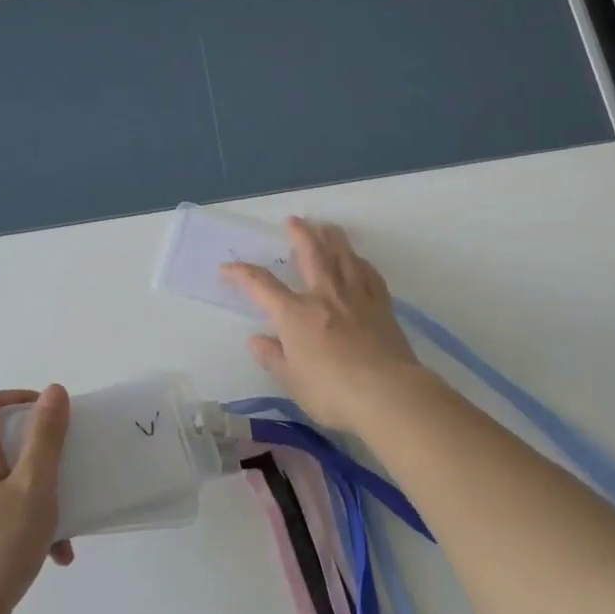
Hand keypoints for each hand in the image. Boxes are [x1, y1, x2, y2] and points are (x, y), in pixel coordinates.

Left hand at [0, 387, 74, 613]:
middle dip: (44, 449)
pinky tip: (59, 554)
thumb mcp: (34, 484)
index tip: (56, 413)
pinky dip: (36, 525)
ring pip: (14, 481)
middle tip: (72, 459)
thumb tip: (53, 390)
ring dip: (45, 493)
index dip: (22, 398)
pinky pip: (11, 514)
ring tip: (71, 517)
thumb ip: (46, 436)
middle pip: (6, 441)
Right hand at [222, 217, 426, 432]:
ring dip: (332, 237)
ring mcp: (356, 297)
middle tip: (293, 220)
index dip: (241, 274)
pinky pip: (369, 274)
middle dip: (299, 234)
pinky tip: (359, 260)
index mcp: (296, 314)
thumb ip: (273, 357)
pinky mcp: (382, 306)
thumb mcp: (293, 381)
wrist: (387, 393)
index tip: (226, 268)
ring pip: (343, 256)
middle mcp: (325, 296)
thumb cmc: (332, 392)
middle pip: (311, 253)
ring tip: (327, 226)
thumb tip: (256, 340)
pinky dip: (360, 262)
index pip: (261, 286)